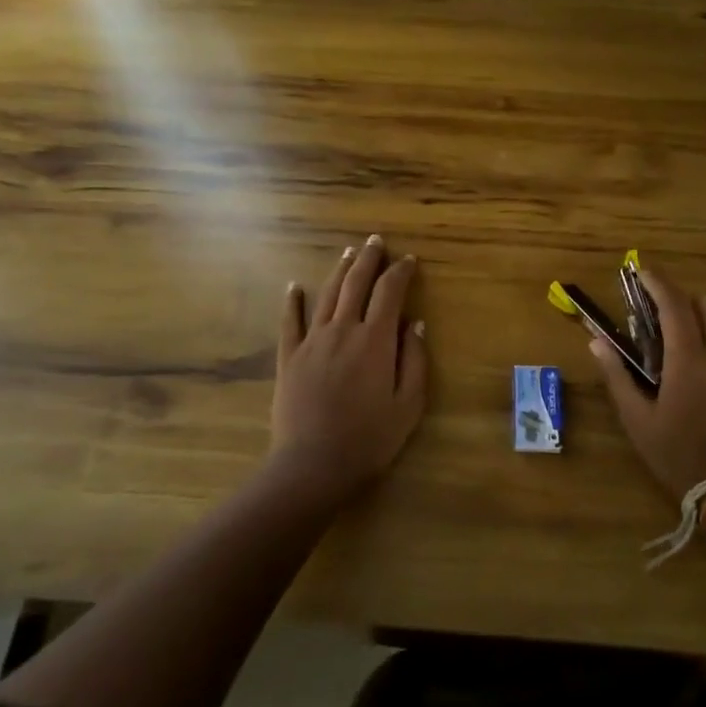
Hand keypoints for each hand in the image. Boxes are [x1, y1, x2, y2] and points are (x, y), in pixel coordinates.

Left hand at [270, 235, 427, 505]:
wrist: (313, 465)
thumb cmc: (369, 439)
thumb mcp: (408, 405)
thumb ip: (415, 360)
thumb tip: (416, 324)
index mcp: (375, 340)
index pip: (390, 292)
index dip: (400, 272)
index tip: (409, 260)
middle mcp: (343, 330)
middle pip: (356, 283)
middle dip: (369, 259)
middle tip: (376, 241)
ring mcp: (312, 341)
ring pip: (327, 295)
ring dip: (339, 271)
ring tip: (348, 253)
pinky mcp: (289, 357)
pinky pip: (290, 321)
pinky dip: (292, 301)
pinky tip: (294, 286)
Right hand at [585, 269, 705, 502]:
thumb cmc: (678, 454)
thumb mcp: (637, 419)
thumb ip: (617, 375)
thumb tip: (596, 341)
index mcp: (689, 359)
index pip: (674, 303)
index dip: (658, 282)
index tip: (643, 272)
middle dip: (687, 300)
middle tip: (666, 316)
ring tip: (690, 352)